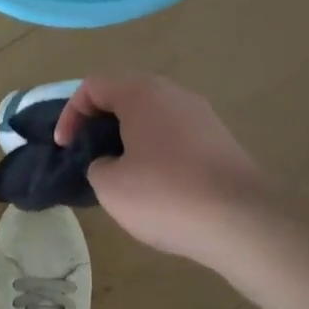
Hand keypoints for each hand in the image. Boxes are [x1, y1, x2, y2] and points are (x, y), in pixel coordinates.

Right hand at [54, 73, 270, 268]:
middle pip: (124, 96)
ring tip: (120, 174)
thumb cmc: (165, 196)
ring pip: (151, 116)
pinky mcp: (220, 140)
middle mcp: (173, 93)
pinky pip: (175, 135)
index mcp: (142, 93)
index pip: (92, 87)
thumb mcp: (110, 186)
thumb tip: (111, 163)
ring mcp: (201, 115)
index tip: (65, 149)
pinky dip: (156, 151)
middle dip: (99, 124)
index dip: (70, 115)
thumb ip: (96, 165)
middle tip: (88, 156)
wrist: (242, 222)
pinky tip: (156, 186)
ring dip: (128, 138)